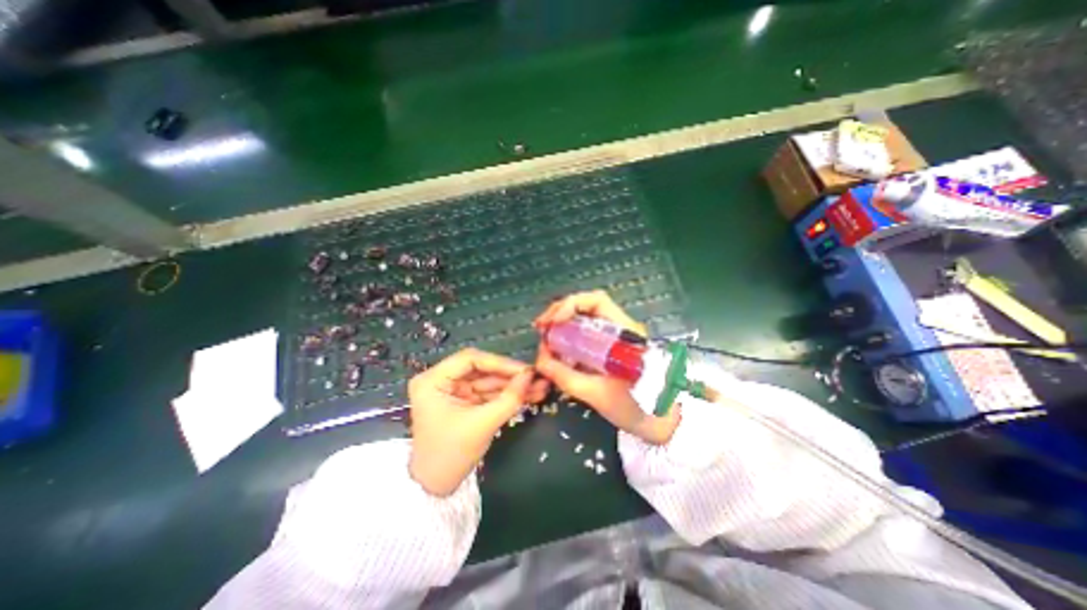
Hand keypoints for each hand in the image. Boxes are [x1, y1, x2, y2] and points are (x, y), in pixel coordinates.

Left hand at [409, 349, 548, 494]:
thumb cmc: (451, 454)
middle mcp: (441, 380)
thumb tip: (531, 376)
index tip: (525, 370)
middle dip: (511, 376)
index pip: (470, 359)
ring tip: (540, 387)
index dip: (500, 363)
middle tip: (537, 378)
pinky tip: (529, 395)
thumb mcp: (483, 424)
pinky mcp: (464, 401)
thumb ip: (509, 398)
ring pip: (488, 381)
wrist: (436, 488)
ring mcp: (454, 390)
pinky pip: (488, 393)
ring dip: (513, 386)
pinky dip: (507, 395)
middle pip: (482, 370)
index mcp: (433, 380)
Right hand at [531, 290, 677, 441]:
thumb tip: (540, 361)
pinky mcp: (610, 346)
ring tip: (545, 335)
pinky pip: (586, 332)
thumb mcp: (597, 394)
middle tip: (541, 327)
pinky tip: (557, 345)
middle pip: (588, 305)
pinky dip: (569, 334)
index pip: (597, 302)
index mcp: (625, 333)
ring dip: (563, 322)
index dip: (571, 305)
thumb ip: (566, 377)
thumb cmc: (635, 407)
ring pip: (585, 317)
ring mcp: (615, 336)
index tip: (552, 322)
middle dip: (560, 311)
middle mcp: (620, 327)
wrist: (659, 421)